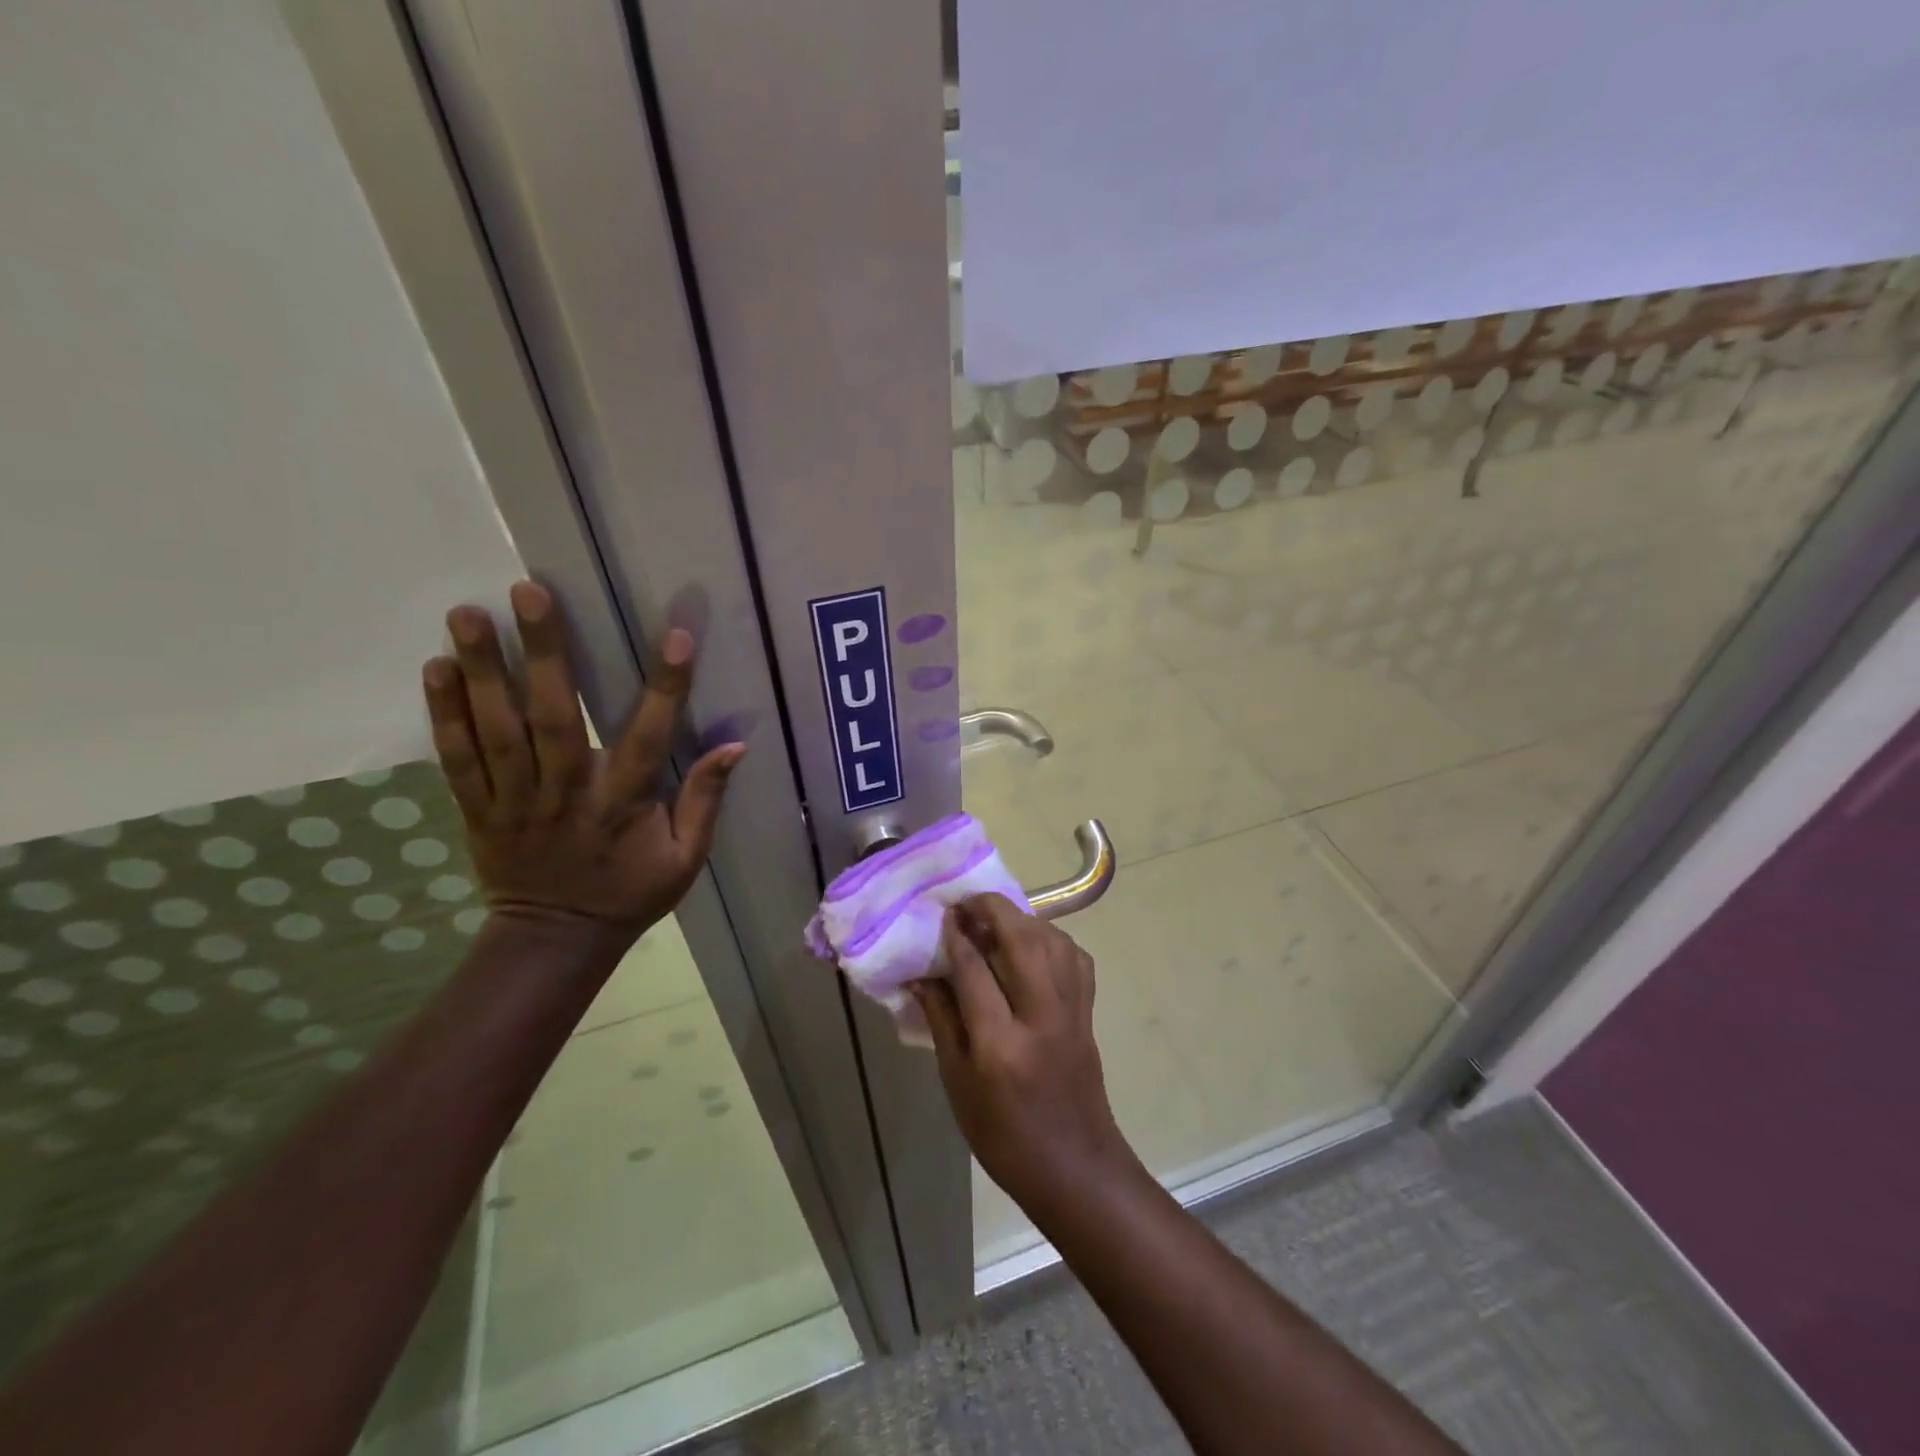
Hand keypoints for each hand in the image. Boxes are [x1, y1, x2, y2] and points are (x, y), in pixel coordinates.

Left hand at [422, 580, 743, 941]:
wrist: (555, 940)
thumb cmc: (630, 894)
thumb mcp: (687, 859)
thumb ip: (705, 800)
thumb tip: (735, 746)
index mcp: (623, 804)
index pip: (648, 737)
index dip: (664, 688)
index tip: (674, 636)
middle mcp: (566, 793)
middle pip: (554, 718)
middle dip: (543, 653)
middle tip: (530, 592)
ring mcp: (515, 800)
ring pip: (496, 730)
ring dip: (481, 671)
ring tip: (467, 613)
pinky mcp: (479, 809)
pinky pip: (457, 759)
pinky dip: (444, 715)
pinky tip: (434, 669)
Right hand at [914, 895, 1140, 1216]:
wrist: (1074, 1166)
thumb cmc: (1004, 1136)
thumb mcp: (958, 1084)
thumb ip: (942, 1021)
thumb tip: (922, 974)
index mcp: (1000, 1044)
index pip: (975, 970)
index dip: (956, 935)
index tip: (943, 913)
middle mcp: (1041, 1017)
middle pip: (1022, 941)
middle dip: (993, 910)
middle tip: (968, 902)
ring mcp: (1072, 1011)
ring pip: (1052, 941)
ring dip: (1023, 918)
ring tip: (996, 917)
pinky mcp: (1088, 1012)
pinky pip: (1074, 957)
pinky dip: (1051, 938)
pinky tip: (1032, 943)